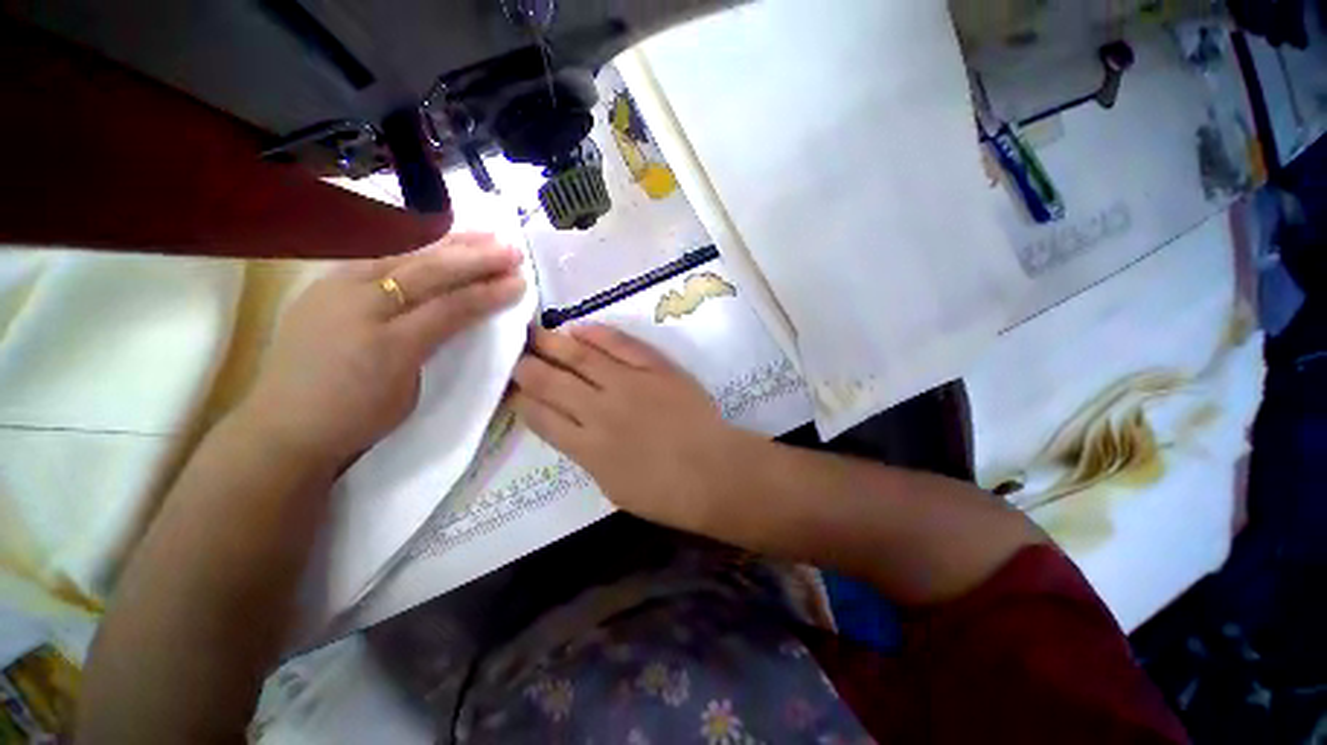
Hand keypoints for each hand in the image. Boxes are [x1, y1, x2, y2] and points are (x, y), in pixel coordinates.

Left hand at [239, 233, 525, 465]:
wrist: (284, 425)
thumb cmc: (356, 417)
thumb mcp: (409, 390)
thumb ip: (433, 346)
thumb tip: (458, 316)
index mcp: (389, 342)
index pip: (450, 307)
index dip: (488, 293)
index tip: (521, 282)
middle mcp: (360, 305)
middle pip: (428, 272)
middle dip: (475, 258)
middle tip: (512, 249)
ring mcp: (336, 288)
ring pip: (404, 256)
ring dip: (449, 244)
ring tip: (484, 234)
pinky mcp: (325, 284)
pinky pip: (380, 258)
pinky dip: (416, 248)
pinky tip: (437, 242)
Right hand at [512, 325, 745, 531]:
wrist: (714, 472)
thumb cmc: (665, 493)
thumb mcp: (612, 486)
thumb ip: (587, 455)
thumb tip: (572, 429)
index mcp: (586, 448)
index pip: (540, 417)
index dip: (521, 399)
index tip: (511, 387)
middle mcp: (599, 411)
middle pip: (552, 382)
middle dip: (527, 366)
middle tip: (515, 353)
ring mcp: (629, 385)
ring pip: (581, 358)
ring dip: (554, 344)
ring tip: (535, 333)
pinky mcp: (656, 369)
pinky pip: (622, 345)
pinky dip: (598, 335)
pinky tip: (579, 328)